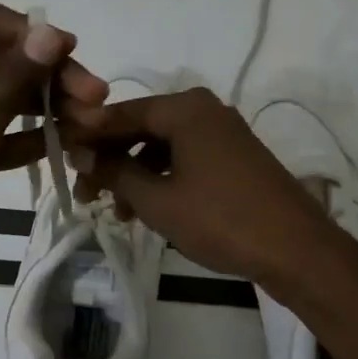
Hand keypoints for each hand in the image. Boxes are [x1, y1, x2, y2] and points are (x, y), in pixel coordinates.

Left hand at [0, 0, 106, 316]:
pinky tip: (67, 144)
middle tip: (98, 98)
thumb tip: (52, 32)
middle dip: (47, 76)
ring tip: (93, 124)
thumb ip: (12, 82)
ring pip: (1, 99)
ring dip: (45, 108)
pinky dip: (26, 139)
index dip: (22, 27)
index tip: (65, 50)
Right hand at [64, 87, 343, 293]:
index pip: (121, 113)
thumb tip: (78, 152)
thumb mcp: (156, 199)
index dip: (88, 135)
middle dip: (110, 159)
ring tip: (116, 211)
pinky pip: (185, 158)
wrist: (296, 249)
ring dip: (134, 174)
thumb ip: (114, 171)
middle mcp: (204, 110)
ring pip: (162, 146)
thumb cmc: (220, 219)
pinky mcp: (234, 156)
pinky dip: (161, 178)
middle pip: (141, 128)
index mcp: (185, 109)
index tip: (60, 156)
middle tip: (85, 191)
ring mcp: (223, 132)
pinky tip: (147, 209)